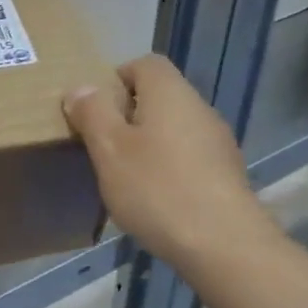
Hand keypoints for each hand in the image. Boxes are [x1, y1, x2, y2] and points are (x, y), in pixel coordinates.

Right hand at [64, 54, 275, 269]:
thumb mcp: (109, 149)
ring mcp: (217, 142)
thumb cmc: (156, 188)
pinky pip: (187, 157)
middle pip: (159, 96)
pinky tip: (154, 198)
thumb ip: (92, 113)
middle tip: (101, 146)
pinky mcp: (225, 174)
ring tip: (124, 176)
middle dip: (127, 115)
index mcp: (170, 93)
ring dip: (147, 144)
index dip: (115, 78)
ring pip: (173, 129)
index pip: (144, 63)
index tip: (94, 111)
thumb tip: (81, 88)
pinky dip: (167, 167)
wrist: (223, 244)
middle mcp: (199, 108)